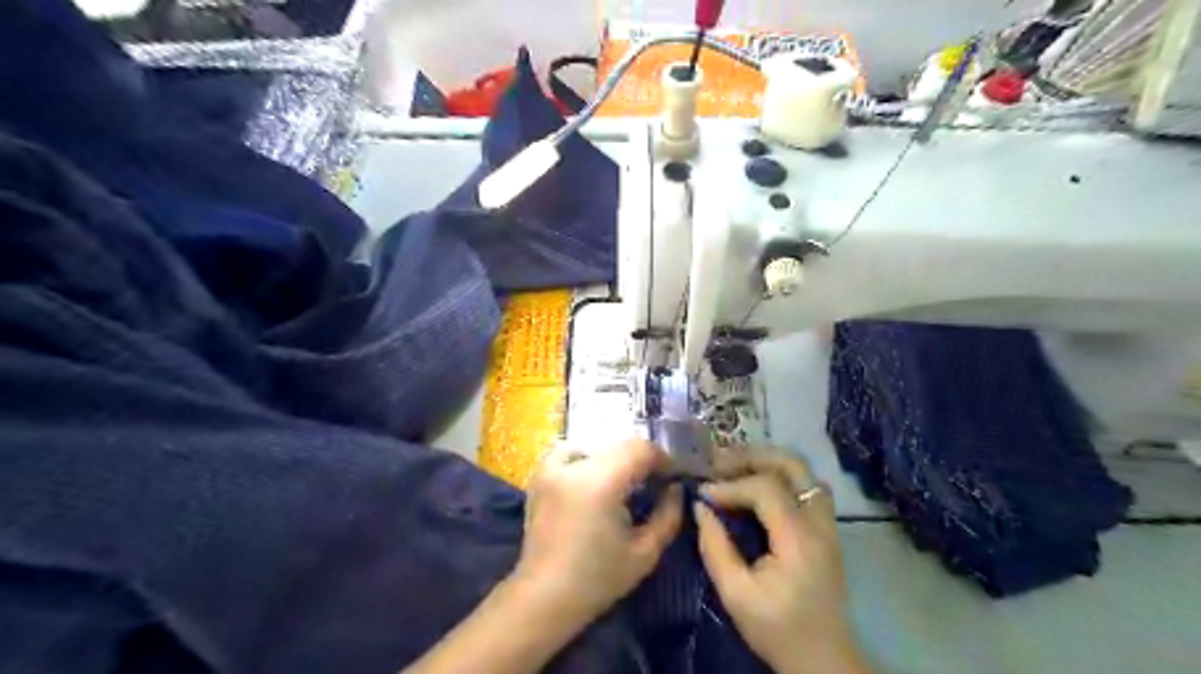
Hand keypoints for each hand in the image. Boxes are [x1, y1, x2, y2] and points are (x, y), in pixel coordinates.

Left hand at [514, 443, 683, 625]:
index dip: (662, 459)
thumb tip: (675, 488)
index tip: (672, 479)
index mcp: (600, 483)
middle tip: (652, 484)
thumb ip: (668, 515)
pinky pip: (568, 452)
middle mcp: (574, 467)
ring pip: (595, 446)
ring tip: (621, 484)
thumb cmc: (598, 580)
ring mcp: (551, 468)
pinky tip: (590, 481)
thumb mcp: (645, 553)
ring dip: (613, 459)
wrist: (544, 596)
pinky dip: (584, 459)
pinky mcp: (539, 476)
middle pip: (619, 445)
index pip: (640, 449)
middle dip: (641, 460)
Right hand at [694, 449, 874, 673]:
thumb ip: (715, 548)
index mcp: (799, 540)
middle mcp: (819, 523)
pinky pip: (807, 485)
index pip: (766, 488)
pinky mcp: (827, 528)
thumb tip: (699, 507)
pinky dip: (780, 474)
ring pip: (803, 470)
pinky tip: (756, 483)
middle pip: (793, 464)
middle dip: (752, 456)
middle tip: (718, 462)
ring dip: (767, 461)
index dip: (730, 485)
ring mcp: (828, 523)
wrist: (824, 659)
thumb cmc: (778, 630)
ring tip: (734, 466)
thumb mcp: (736, 596)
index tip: (703, 493)